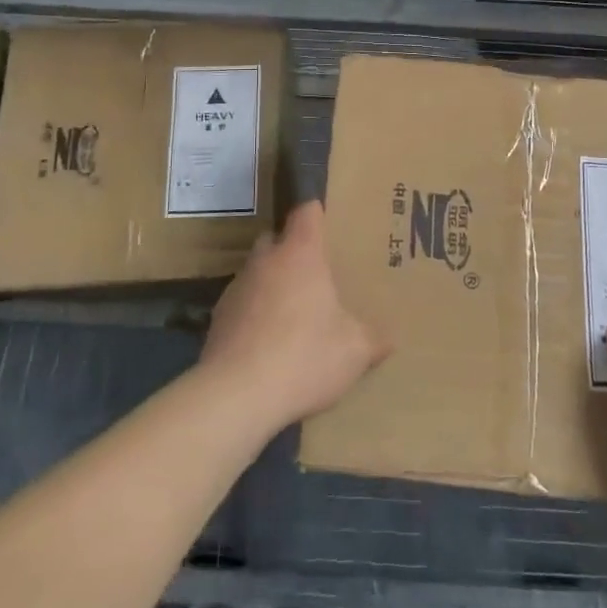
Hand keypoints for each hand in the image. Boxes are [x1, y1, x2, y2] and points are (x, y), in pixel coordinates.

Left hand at [201, 200, 390, 431]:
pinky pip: (241, 303)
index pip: (307, 213)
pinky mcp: (217, 317)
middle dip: (292, 250)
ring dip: (271, 283)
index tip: (329, 222)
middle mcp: (265, 261)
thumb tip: (389, 338)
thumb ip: (373, 339)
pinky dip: (253, 313)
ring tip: (290, 312)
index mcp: (301, 254)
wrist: (236, 395)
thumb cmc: (304, 356)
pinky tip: (266, 342)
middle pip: (276, 238)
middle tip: (314, 274)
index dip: (318, 213)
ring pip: (256, 271)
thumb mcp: (353, 351)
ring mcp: (237, 287)